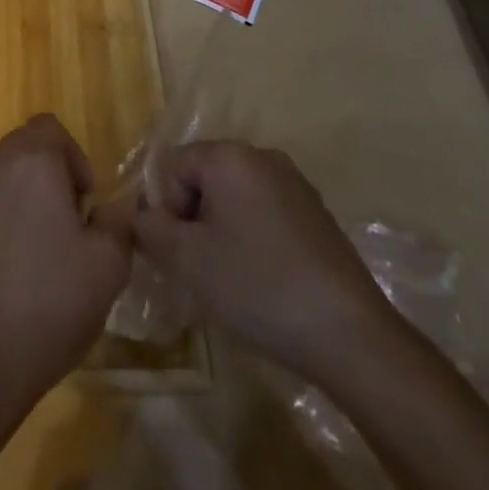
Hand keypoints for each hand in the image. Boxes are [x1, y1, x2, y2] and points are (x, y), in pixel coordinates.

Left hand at [0, 114, 130, 403]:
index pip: (49, 127)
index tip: (84, 201)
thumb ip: (117, 224)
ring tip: (33, 264)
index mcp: (32, 166)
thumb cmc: (51, 304)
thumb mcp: (108, 267)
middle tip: (65, 229)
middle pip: (20, 153)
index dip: (72, 155)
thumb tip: (112, 209)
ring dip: (16, 211)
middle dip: (46, 181)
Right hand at [133, 140, 400, 388]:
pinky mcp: (316, 212)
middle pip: (204, 177)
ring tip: (230, 278)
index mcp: (230, 156)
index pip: (173, 165)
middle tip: (200, 267)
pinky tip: (263, 280)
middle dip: (193, 218)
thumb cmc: (258, 286)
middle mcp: (262, 156)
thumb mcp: (188, 261)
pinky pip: (265, 211)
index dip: (166, 208)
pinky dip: (252, 237)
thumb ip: (151, 230)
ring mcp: (294, 182)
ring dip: (221, 229)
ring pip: (235, 196)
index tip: (179, 252)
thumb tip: (139, 216)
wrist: (349, 333)